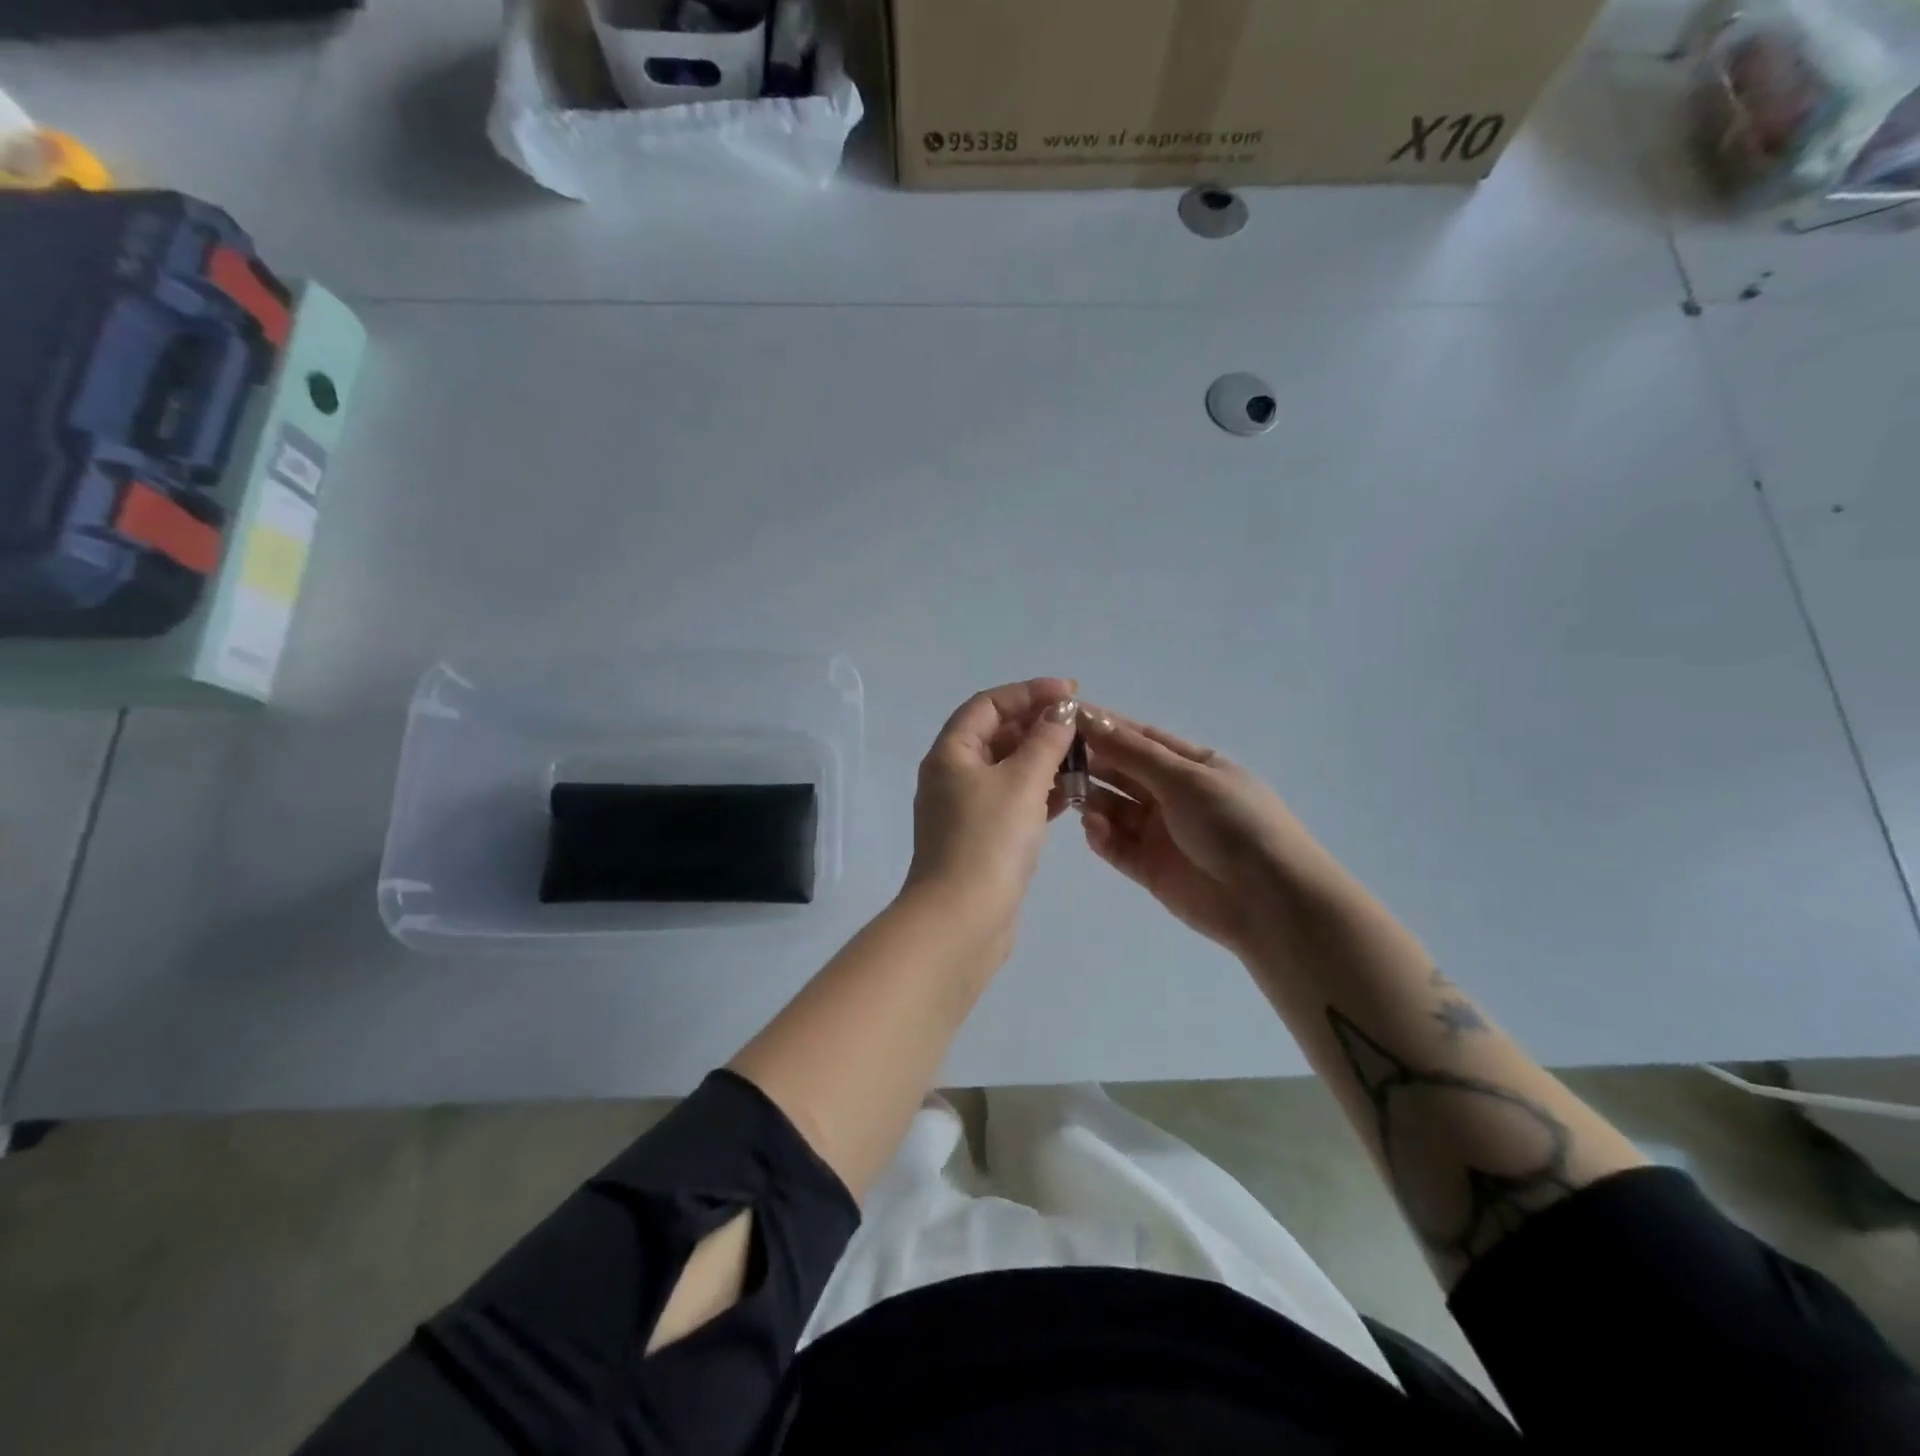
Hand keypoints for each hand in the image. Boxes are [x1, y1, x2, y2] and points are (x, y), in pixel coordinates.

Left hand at [903, 678, 1080, 945]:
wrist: (962, 920)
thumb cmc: (989, 840)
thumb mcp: (1022, 781)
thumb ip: (1045, 740)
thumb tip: (1060, 711)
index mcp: (950, 753)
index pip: (988, 704)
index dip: (1029, 692)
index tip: (1070, 693)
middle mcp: (951, 776)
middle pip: (996, 735)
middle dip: (1038, 727)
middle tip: (1080, 728)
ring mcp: (964, 810)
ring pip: (1007, 770)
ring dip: (1042, 760)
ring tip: (1083, 759)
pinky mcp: (980, 838)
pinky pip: (1012, 801)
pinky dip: (1039, 793)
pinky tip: (1070, 796)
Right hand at [1078, 706, 1345, 957]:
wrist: (1270, 902)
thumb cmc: (1232, 824)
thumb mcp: (1184, 778)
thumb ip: (1131, 751)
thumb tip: (1086, 716)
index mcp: (1192, 765)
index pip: (1139, 738)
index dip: (1104, 727)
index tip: (1064, 717)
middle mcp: (1174, 795)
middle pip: (1123, 772)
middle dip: (1091, 763)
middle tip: (1052, 759)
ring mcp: (1161, 833)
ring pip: (1115, 808)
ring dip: (1092, 799)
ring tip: (1066, 793)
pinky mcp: (1150, 868)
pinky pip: (1117, 846)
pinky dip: (1101, 836)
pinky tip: (1092, 828)